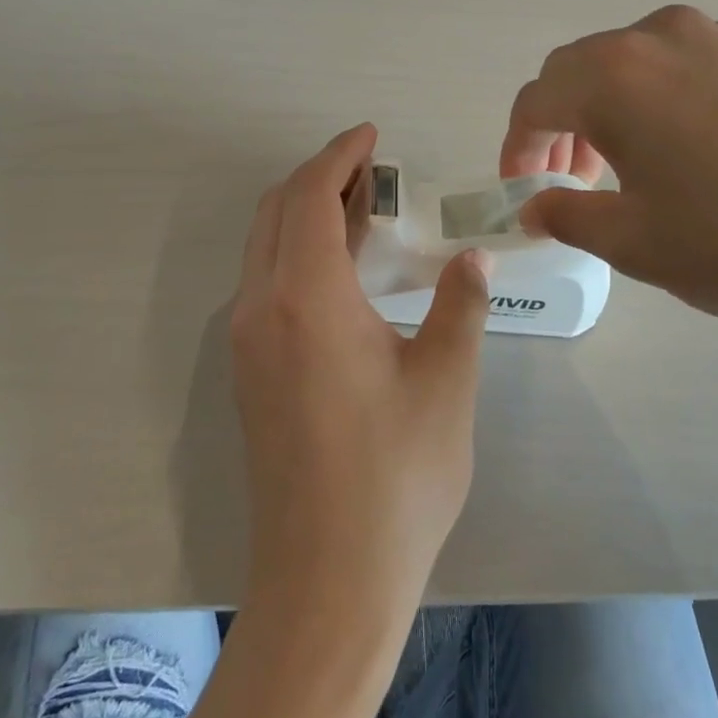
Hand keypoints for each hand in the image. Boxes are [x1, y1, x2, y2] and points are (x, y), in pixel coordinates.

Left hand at [231, 123, 491, 632]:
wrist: (327, 581)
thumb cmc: (396, 477)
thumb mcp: (445, 383)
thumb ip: (459, 308)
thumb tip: (471, 261)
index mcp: (306, 300)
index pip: (309, 197)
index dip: (340, 156)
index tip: (373, 137)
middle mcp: (260, 310)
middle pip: (276, 212)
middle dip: (321, 177)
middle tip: (374, 171)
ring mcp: (246, 345)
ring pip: (266, 248)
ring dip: (307, 215)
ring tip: (364, 211)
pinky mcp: (249, 375)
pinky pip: (267, 285)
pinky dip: (298, 254)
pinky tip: (344, 273)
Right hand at [500, 5, 717, 331]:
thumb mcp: (632, 242)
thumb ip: (566, 216)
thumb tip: (535, 206)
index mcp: (613, 75)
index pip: (535, 100)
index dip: (516, 148)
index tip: (521, 189)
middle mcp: (655, 37)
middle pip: (574, 72)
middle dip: (555, 126)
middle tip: (566, 182)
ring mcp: (711, 38)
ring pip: (622, 65)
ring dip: (599, 111)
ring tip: (615, 169)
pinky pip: (670, 66)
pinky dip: (645, 100)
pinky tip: (669, 149)